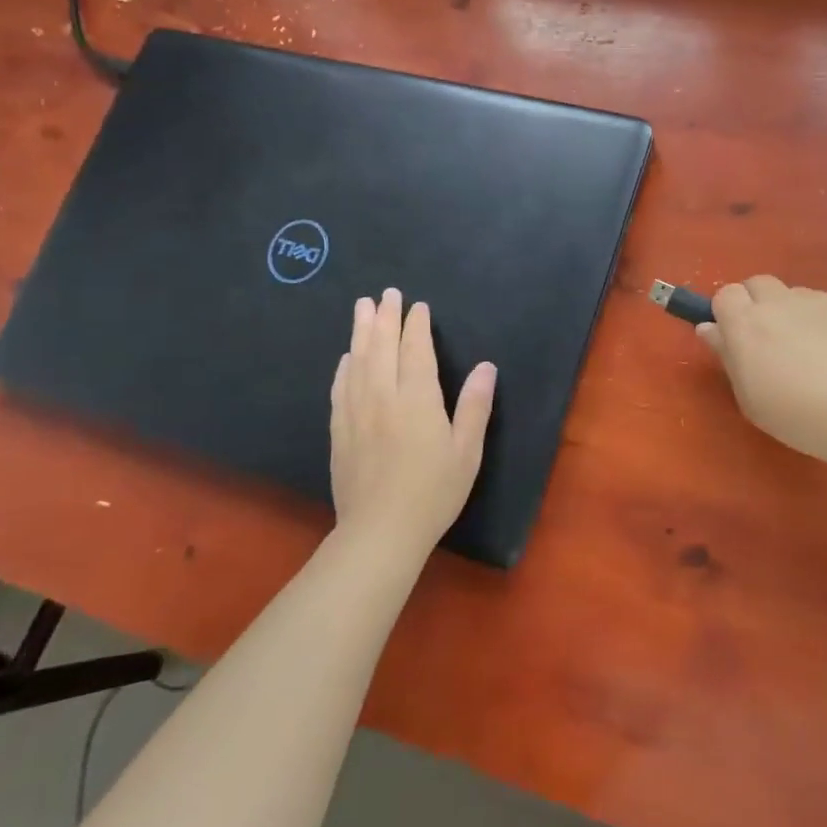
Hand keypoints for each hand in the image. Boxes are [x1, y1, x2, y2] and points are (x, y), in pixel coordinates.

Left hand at [330, 288, 495, 556]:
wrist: (380, 532)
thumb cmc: (433, 492)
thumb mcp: (467, 452)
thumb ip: (475, 406)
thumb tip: (486, 366)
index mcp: (418, 400)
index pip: (415, 352)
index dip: (416, 326)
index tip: (417, 306)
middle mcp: (383, 398)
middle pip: (381, 348)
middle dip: (384, 318)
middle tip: (384, 294)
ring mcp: (357, 414)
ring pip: (357, 362)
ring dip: (360, 332)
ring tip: (361, 308)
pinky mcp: (340, 432)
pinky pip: (341, 389)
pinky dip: (344, 367)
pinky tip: (346, 358)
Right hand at [696, 276, 826, 470]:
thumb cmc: (799, 416)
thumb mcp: (750, 398)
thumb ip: (727, 356)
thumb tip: (709, 328)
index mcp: (746, 323)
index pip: (725, 294)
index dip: (727, 313)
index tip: (735, 338)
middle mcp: (778, 302)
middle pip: (757, 283)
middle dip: (756, 304)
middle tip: (768, 341)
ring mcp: (817, 300)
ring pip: (792, 294)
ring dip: (789, 312)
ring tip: (809, 351)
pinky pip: (824, 305)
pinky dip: (821, 321)